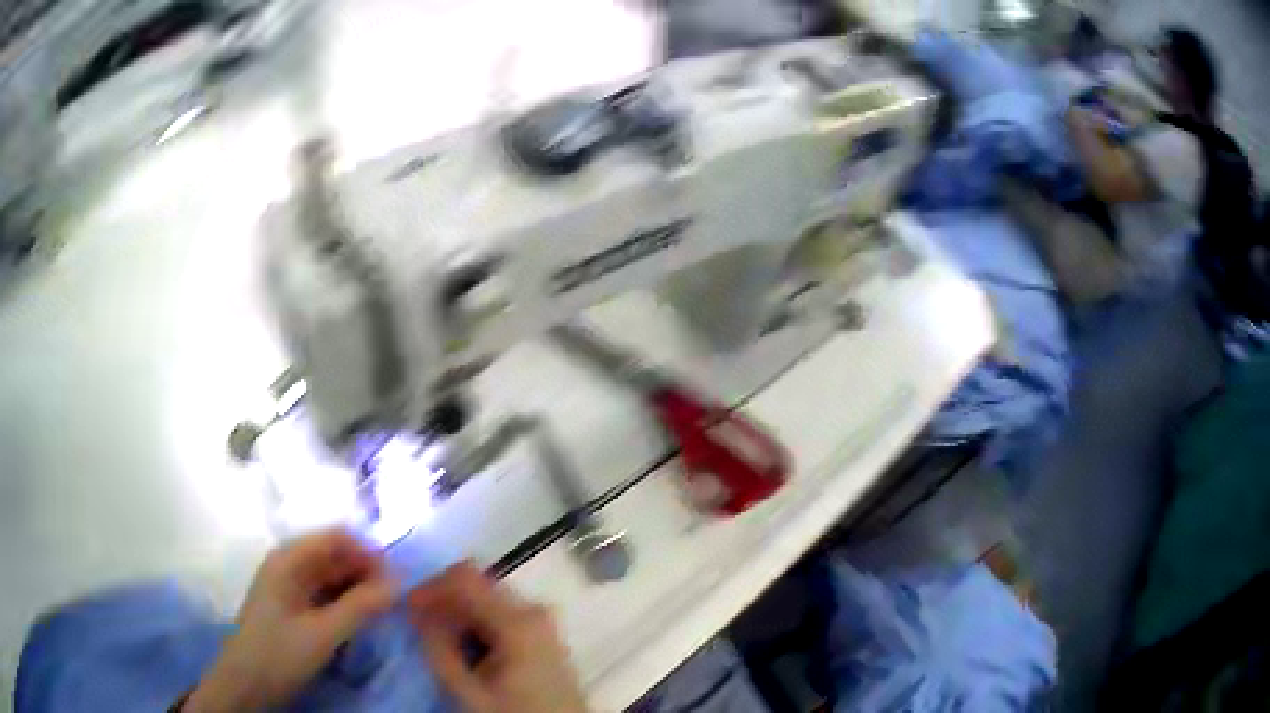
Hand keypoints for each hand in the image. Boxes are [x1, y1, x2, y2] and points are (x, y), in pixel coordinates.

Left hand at [183, 530, 396, 711]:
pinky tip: (363, 619)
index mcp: (289, 559)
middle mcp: (290, 565)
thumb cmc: (280, 652)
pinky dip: (347, 602)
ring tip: (385, 610)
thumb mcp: (323, 633)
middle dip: (367, 572)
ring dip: (359, 589)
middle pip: (335, 556)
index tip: (397, 578)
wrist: (247, 683)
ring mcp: (291, 586)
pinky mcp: (295, 607)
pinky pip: (327, 595)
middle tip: (397, 599)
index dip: (368, 551)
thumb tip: (399, 583)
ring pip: (333, 577)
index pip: (336, 538)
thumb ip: (361, 607)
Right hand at [408, 562, 586, 712]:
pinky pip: (501, 615)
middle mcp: (534, 610)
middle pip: (477, 585)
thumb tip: (420, 612)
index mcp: (518, 620)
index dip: (429, 587)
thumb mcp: (469, 690)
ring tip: (442, 645)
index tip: (407, 610)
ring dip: (459, 615)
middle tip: (420, 630)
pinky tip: (467, 650)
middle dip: (443, 602)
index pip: (464, 577)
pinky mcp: (542, 634)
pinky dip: (477, 625)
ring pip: (487, 599)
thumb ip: (440, 647)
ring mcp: (542, 621)